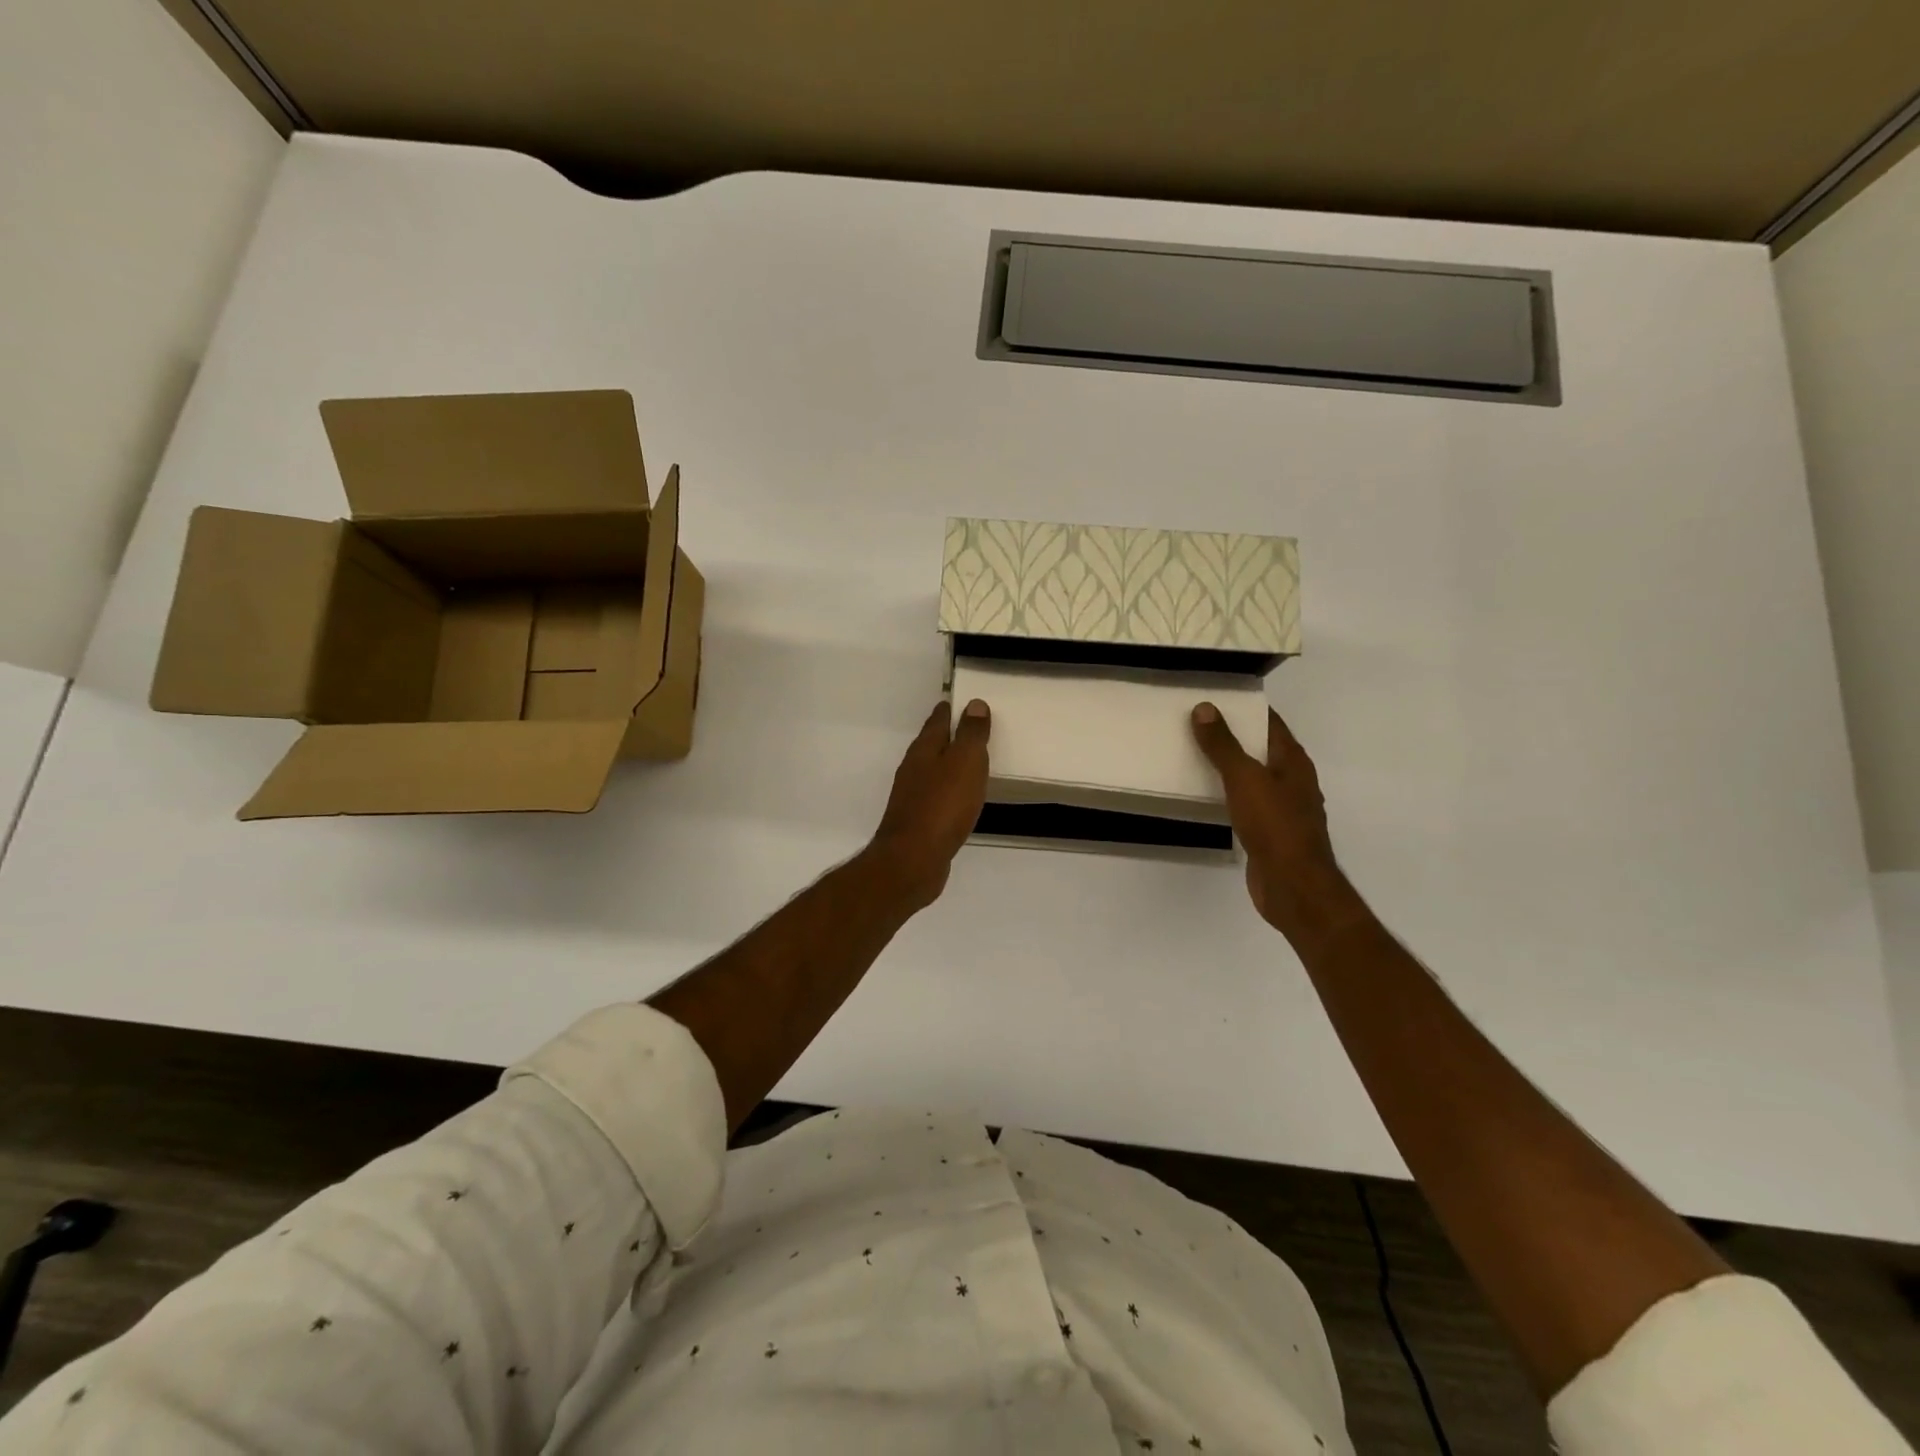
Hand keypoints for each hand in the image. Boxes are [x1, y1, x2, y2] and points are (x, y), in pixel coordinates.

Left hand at [869, 699, 990, 911]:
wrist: (913, 860)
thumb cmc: (942, 806)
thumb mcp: (965, 763)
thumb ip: (971, 734)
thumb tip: (974, 704)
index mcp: (924, 750)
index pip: (937, 720)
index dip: (951, 709)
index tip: (964, 701)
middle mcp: (913, 769)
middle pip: (932, 744)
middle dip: (950, 735)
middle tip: (972, 728)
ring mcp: (912, 796)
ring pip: (933, 771)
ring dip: (949, 763)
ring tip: (971, 762)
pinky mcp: (918, 821)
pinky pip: (937, 796)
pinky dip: (949, 790)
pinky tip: (960, 799)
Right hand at [1191, 703, 1368, 949]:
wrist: (1292, 885)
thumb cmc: (1274, 825)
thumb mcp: (1245, 778)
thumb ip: (1223, 745)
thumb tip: (1205, 708)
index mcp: (1293, 761)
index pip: (1270, 723)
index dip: (1245, 708)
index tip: (1214, 697)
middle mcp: (1293, 781)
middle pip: (1260, 749)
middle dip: (1232, 736)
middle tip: (1194, 723)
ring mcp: (1282, 808)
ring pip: (1252, 778)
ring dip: (1228, 767)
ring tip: (1192, 754)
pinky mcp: (1269, 833)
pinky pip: (1245, 803)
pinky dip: (1227, 795)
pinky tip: (1205, 795)